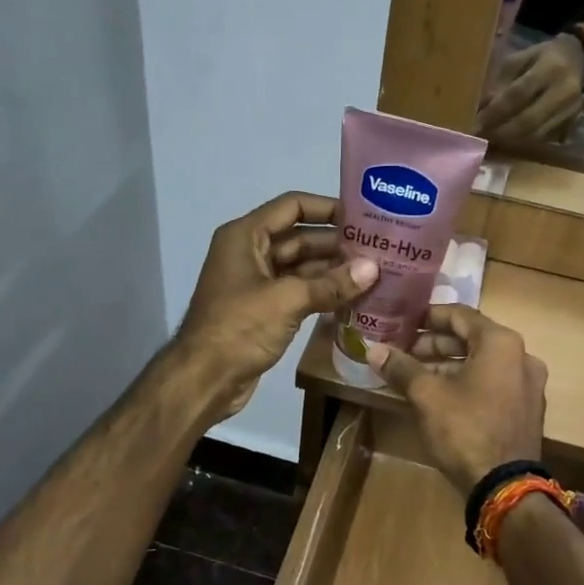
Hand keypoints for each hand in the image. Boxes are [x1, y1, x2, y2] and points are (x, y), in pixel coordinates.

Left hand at [175, 192, 377, 419]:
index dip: (327, 207)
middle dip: (336, 243)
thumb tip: (374, 268)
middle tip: (378, 248)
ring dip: (333, 270)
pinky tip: (353, 297)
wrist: (205, 378)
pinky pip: (298, 293)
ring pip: (300, 268)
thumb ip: (331, 283)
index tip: (363, 216)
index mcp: (245, 236)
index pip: (292, 206)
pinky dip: (322, 293)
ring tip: (374, 272)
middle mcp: (249, 253)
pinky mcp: (263, 311)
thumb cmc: (239, 328)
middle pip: (299, 237)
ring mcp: (256, 284)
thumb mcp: (287, 300)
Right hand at [367, 306, 547, 491]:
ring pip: (482, 363)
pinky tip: (441, 396)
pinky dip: (467, 382)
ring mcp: (528, 384)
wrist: (504, 484)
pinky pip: (493, 383)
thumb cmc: (465, 430)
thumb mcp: (427, 396)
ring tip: (416, 375)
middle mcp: (522, 356)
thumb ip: (401, 368)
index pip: (460, 315)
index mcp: (501, 343)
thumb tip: (373, 349)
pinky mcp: (526, 409)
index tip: (404, 320)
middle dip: (436, 344)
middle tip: (404, 352)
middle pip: (472, 339)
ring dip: (449, 365)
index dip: (429, 316)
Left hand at [478, 35, 583, 144]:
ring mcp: (569, 110)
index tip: (476, 123)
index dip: (496, 112)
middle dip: (501, 132)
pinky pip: (542, 139)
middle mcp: (562, 92)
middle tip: (481, 137)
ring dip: (510, 141)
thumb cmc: (543, 58)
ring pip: (535, 135)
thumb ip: (501, 82)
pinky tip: (507, 143)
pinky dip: (522, 142)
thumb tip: (481, 108)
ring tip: (490, 142)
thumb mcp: (520, 59)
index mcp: (549, 69)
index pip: (518, 94)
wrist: (581, 60)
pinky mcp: (570, 123)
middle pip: (528, 121)